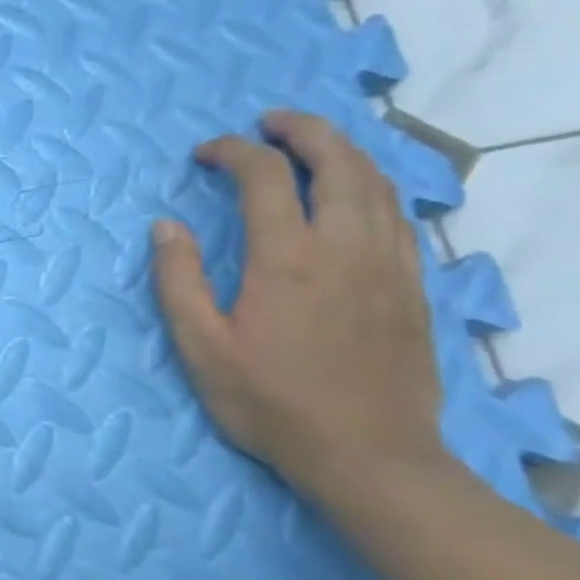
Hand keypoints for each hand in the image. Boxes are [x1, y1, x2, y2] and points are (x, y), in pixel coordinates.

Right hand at [151, 109, 450, 504]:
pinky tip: (355, 195)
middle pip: (337, 160)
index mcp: (287, 257)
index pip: (263, 175)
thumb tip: (166, 226)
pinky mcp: (413, 286)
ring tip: (311, 145)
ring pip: (377, 182)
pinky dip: (372, 186)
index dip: (232, 152)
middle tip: (269, 122)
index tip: (204, 154)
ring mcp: (389, 264)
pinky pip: (398, 215)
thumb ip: (178, 281)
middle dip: (301, 130)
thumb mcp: (202, 348)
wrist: (369, 457)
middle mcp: (346, 246)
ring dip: (342, 151)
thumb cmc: (271, 403)